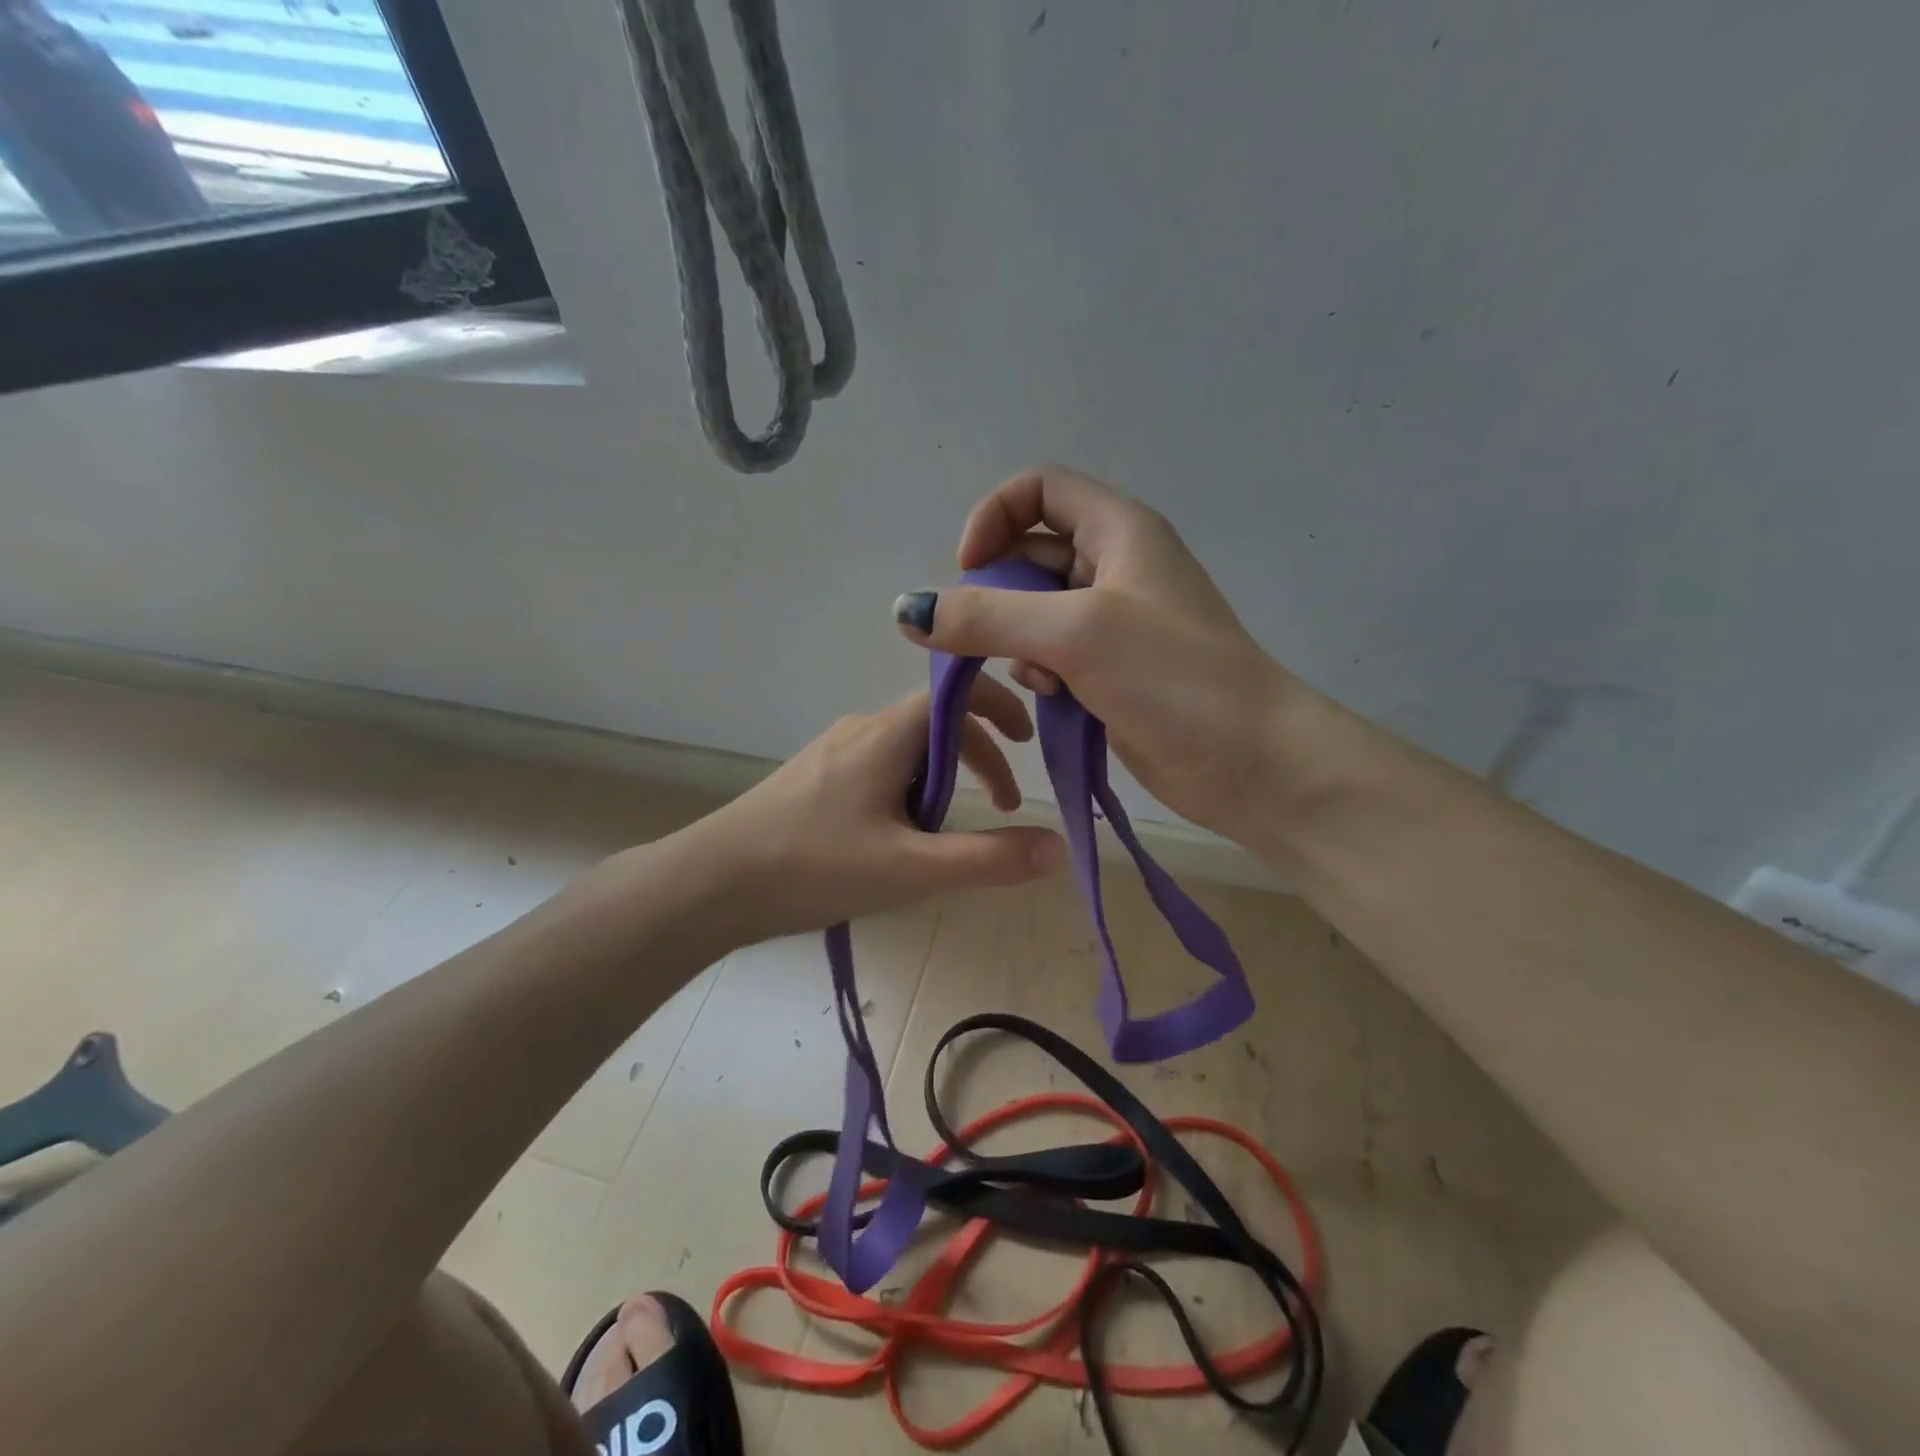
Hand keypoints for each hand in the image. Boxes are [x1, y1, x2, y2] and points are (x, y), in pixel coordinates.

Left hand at [682, 681, 1065, 941]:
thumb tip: (1060, 848)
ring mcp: (833, 751)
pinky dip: (911, 791)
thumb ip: (988, 859)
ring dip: (943, 781)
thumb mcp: (910, 868)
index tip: (1028, 742)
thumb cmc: (813, 865)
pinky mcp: (815, 777)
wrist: (712, 883)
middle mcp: (861, 728)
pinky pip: (880, 768)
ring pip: (908, 751)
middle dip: (979, 760)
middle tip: (1002, 809)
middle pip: (937, 726)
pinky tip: (900, 838)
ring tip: (950, 835)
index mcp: (887, 733)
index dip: (1000, 708)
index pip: (957, 693)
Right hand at [891, 465, 1293, 839]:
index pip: (1039, 489)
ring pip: (1035, 612)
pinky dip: (1039, 672)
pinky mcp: (1111, 672)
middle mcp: (1115, 567)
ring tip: (1034, 674)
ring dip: (1016, 639)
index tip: (969, 570)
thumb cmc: (1174, 678)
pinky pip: (1052, 655)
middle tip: (979, 634)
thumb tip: (906, 609)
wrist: (1252, 763)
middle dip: (997, 591)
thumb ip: (986, 616)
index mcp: (1119, 531)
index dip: (994, 517)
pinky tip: (1053, 698)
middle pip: (1030, 553)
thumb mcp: (1075, 633)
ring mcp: (1114, 623)